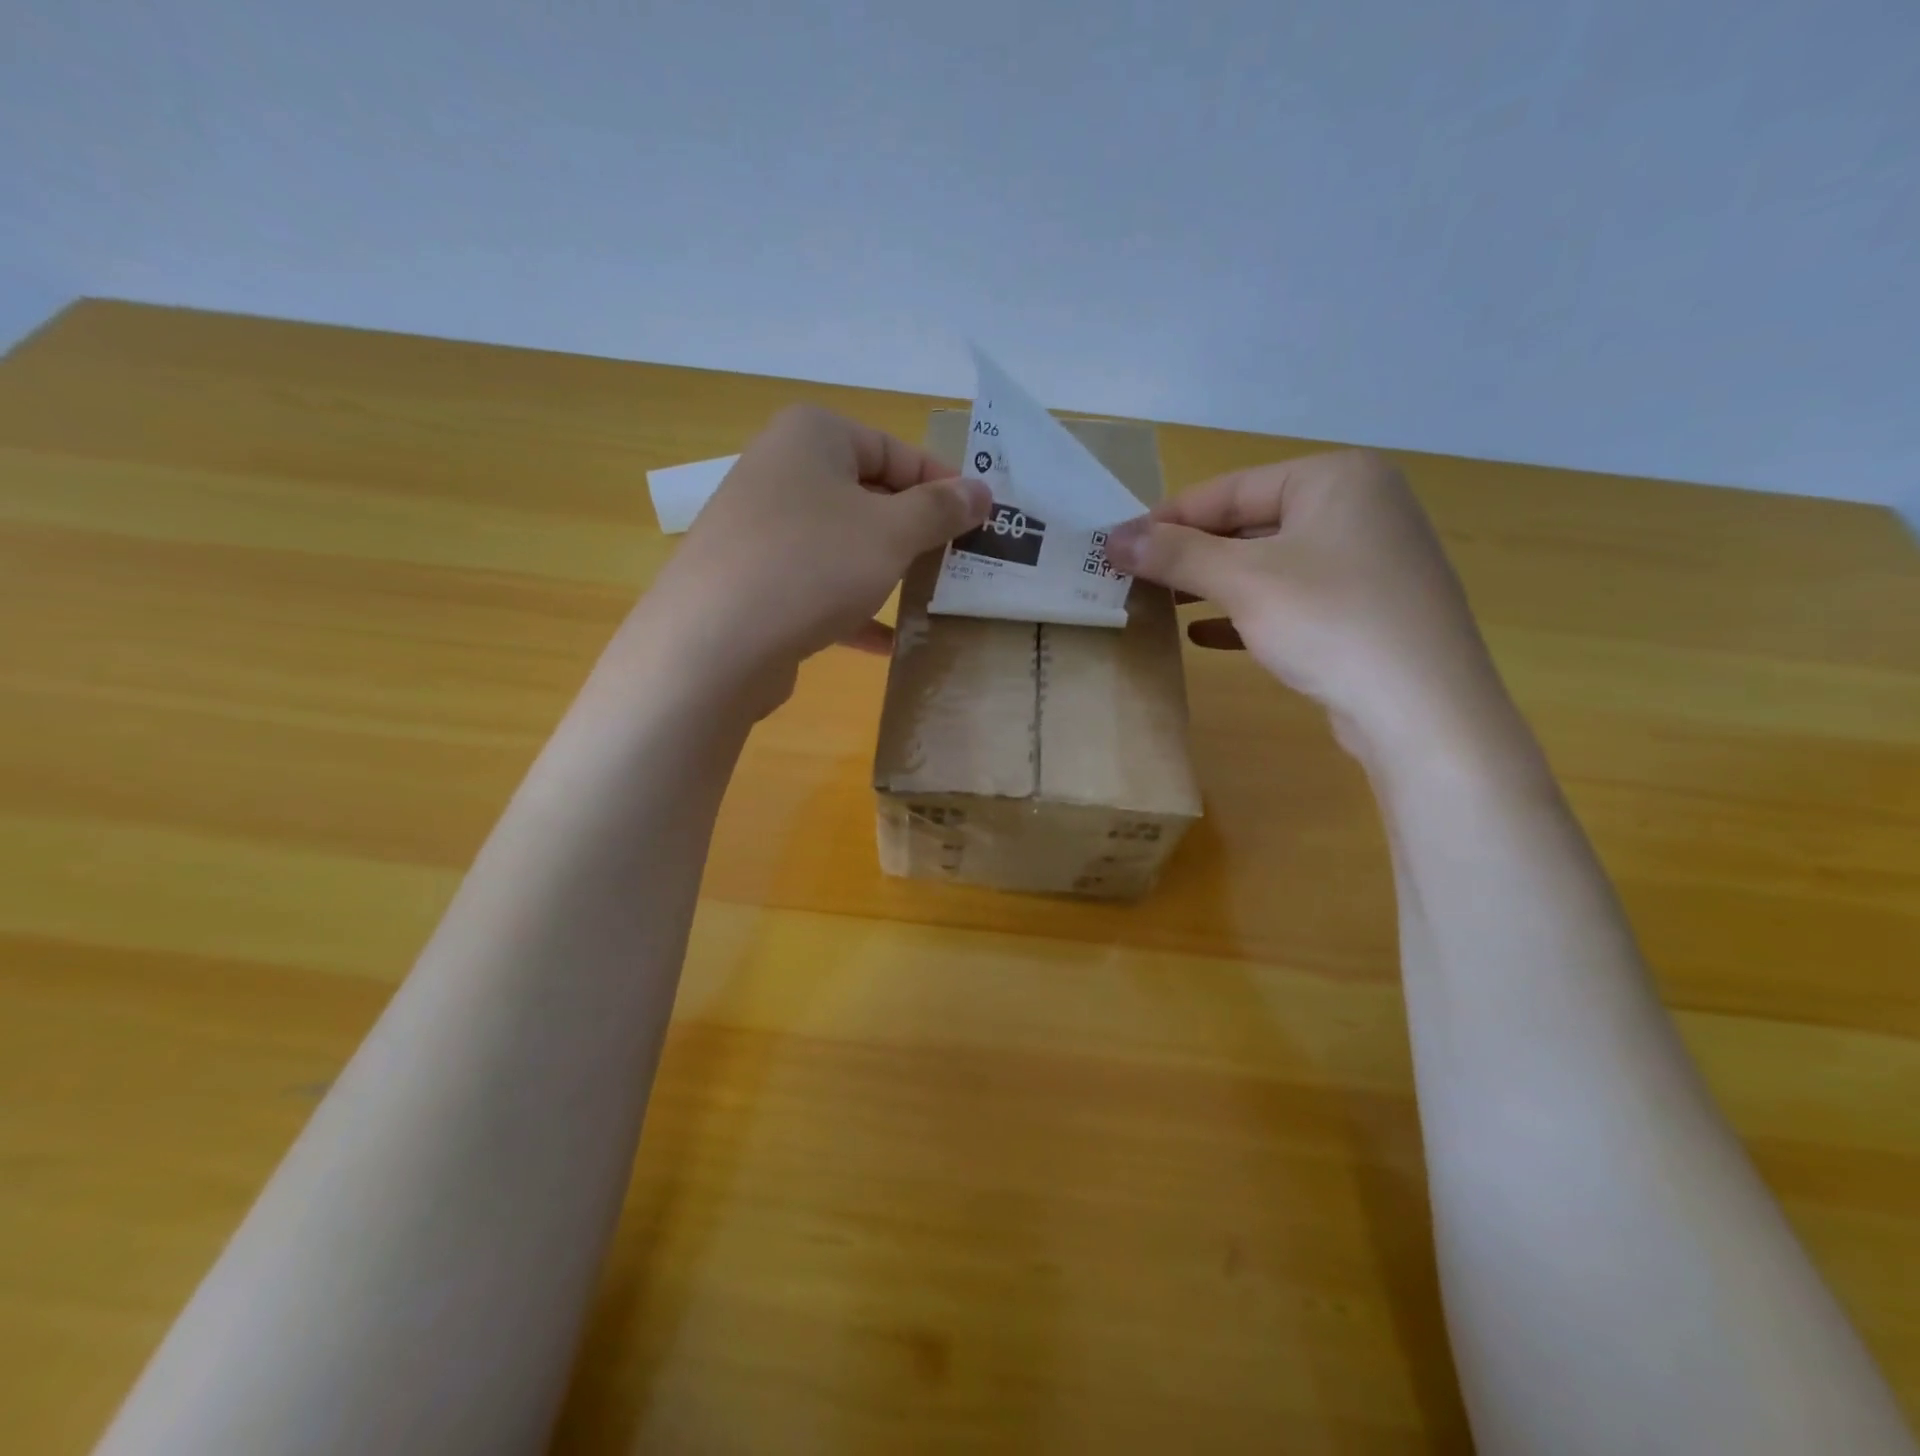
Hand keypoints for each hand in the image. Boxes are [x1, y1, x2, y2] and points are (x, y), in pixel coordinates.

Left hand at [632, 404, 989, 713]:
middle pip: (868, 495)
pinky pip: (817, 585)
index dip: (943, 485)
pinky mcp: (754, 579)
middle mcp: (781, 471)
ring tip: (930, 598)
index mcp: (813, 437)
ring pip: (843, 543)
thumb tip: (980, 491)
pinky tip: (887, 642)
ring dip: (887, 571)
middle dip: (916, 532)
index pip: (896, 450)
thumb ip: (940, 510)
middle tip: (960, 562)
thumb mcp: (891, 533)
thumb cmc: (812, 566)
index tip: (980, 521)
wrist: (713, 643)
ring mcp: (762, 528)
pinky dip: (852, 607)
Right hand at [1103, 449, 1508, 751]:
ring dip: (1213, 585)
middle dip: (1190, 555)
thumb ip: (1176, 555)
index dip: (1167, 518)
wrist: (1422, 710)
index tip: (1117, 546)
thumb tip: (1113, 539)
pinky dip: (1247, 613)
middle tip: (1134, 578)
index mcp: (1336, 477)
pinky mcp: (1366, 608)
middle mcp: (1359, 507)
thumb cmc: (1330, 621)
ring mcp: (1368, 560)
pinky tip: (1203, 635)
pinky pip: (1292, 599)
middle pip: (1250, 524)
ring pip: (1269, 564)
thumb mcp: (1243, 581)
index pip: (1230, 489)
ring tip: (1161, 604)